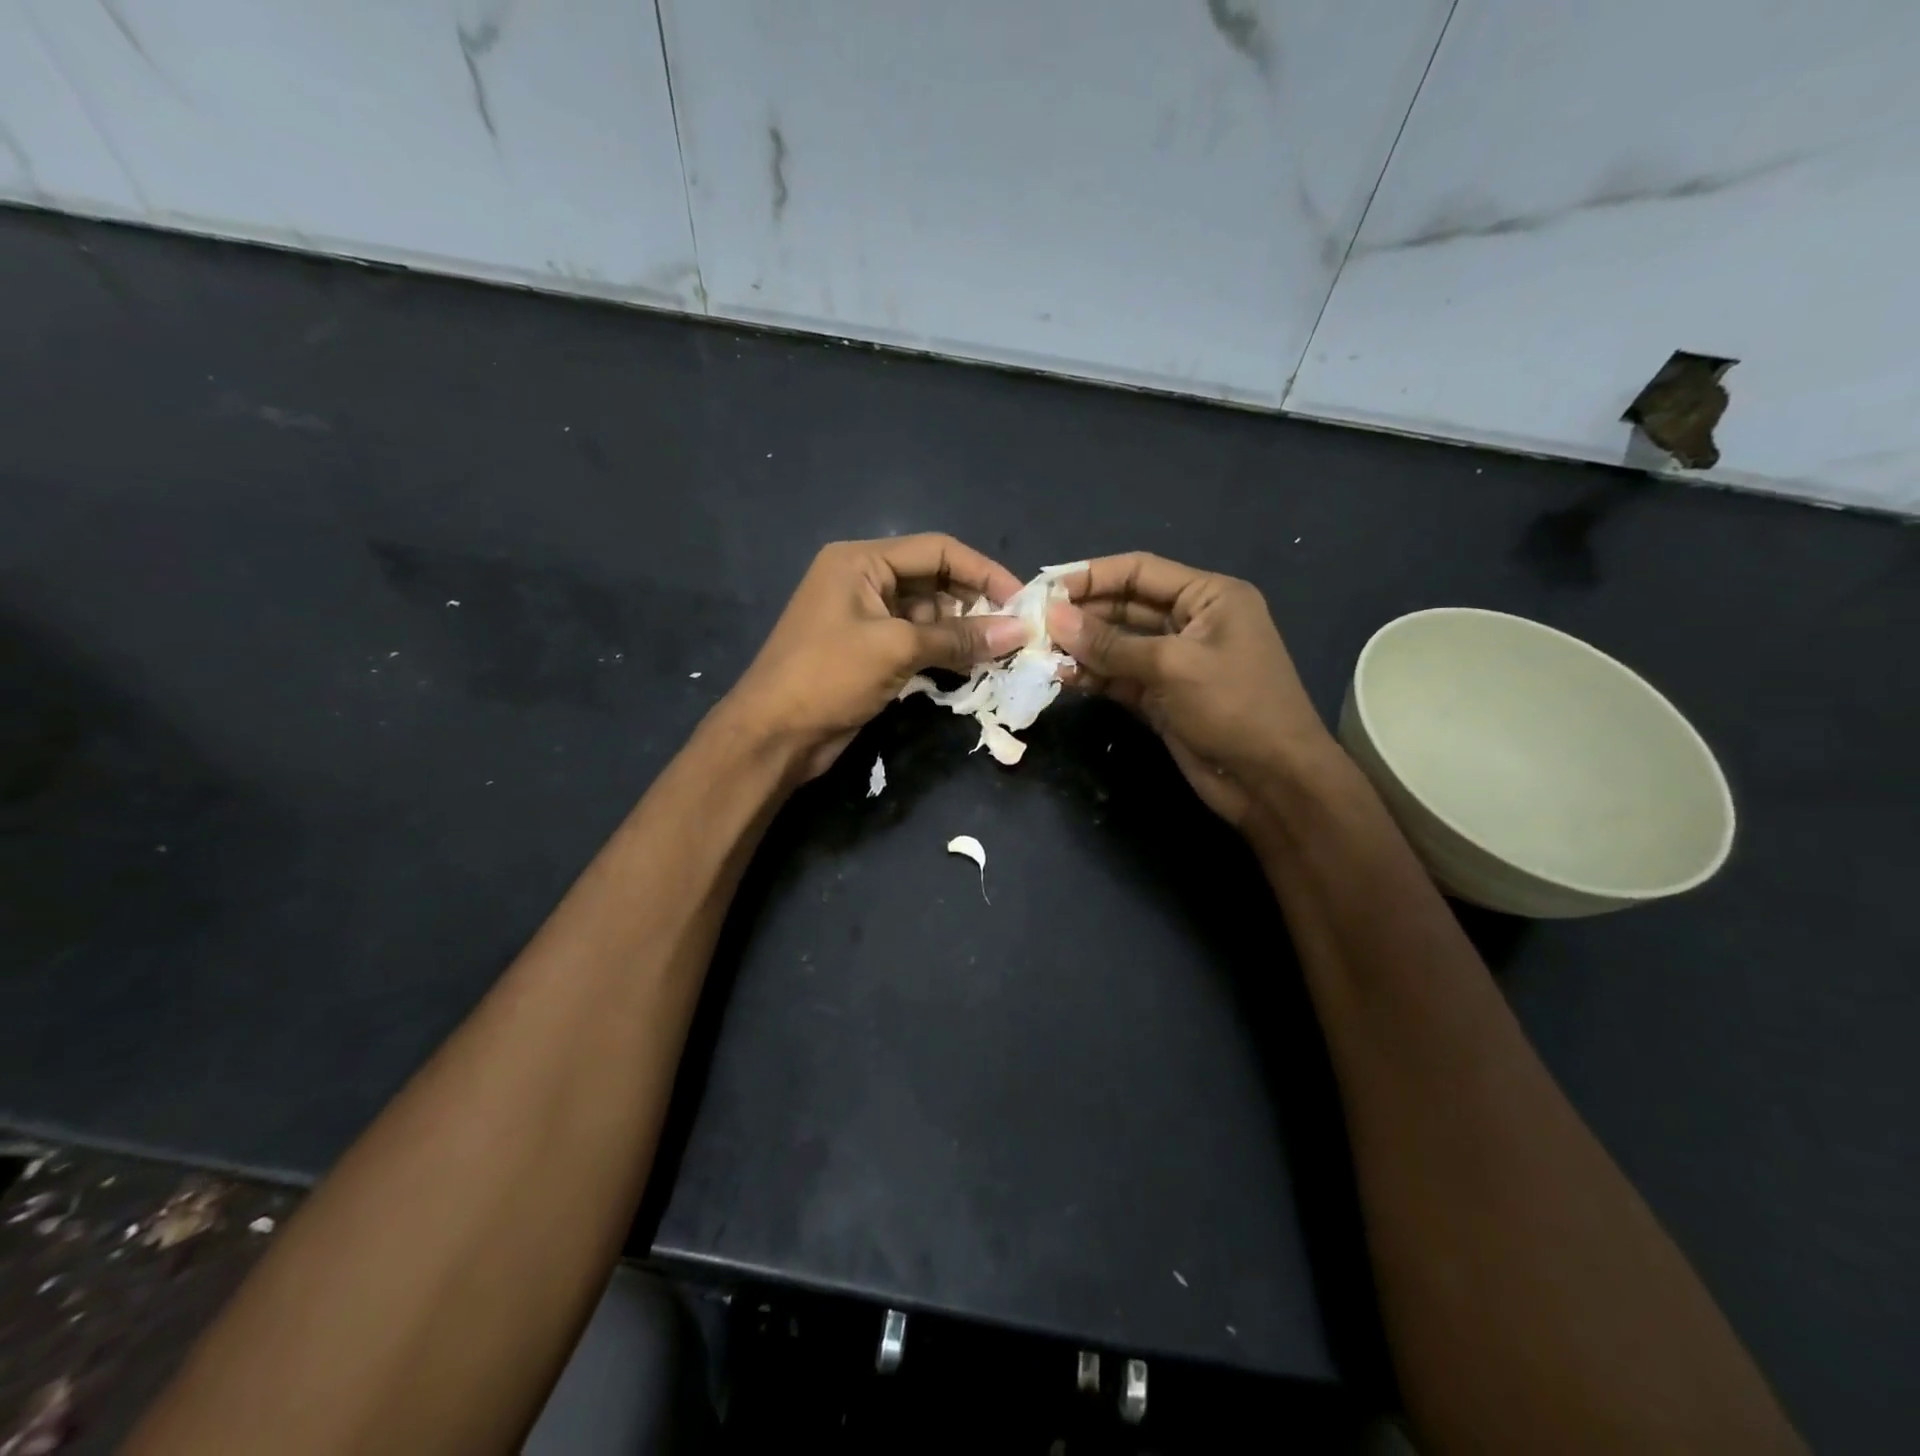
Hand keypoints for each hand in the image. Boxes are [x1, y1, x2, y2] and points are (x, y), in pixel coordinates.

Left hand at [722, 534, 1027, 781]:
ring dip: (964, 634)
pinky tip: (974, 669)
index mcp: (861, 561)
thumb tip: (1017, 632)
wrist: (773, 736)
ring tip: (1001, 654)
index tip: (1022, 599)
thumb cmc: (827, 677)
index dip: (983, 571)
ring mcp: (866, 620)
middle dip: (976, 605)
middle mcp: (864, 581)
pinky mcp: (870, 654)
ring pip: (930, 617)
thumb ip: (958, 638)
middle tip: (1016, 632)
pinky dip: (945, 654)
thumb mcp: (896, 649)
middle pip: (935, 581)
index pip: (937, 550)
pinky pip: (918, 644)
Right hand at [1048, 553, 1336, 828]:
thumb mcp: (1172, 667)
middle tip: (1034, 624)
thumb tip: (1054, 619)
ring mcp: (1175, 661)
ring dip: (1082, 647)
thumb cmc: (1234, 707)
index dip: (1091, 575)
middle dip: (1082, 614)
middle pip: (1125, 606)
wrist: (1272, 781)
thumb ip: (1111, 644)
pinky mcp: (1161, 697)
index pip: (1140, 571)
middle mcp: (1191, 621)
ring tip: (1039, 651)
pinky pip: (1120, 677)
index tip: (1045, 588)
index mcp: (1209, 596)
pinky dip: (1093, 677)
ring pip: (1118, 644)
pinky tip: (1061, 676)